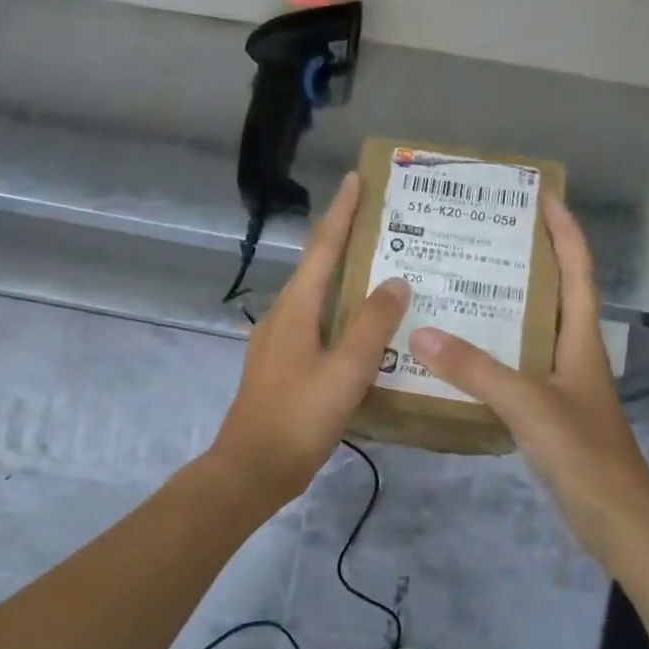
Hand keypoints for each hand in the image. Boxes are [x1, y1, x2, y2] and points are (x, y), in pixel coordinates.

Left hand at [210, 173, 410, 507]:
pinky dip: (340, 319)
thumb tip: (395, 280)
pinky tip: (364, 334)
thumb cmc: (299, 416)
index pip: (321, 248)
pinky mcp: (281, 368)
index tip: (357, 180)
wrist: (253, 469)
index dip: (341, 213)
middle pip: (317, 269)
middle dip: (347, 245)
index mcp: (295, 309)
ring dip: (346, 284)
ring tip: (383, 277)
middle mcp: (282, 317)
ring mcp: (277, 344)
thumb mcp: (346, 370)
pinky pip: (316, 329)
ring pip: (317, 301)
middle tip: (387, 230)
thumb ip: (372, 324)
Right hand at [408, 195, 648, 564]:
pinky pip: (517, 368)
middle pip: (555, 294)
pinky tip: (461, 357)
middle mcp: (574, 354)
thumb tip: (422, 333)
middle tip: (483, 238)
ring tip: (462, 287)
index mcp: (581, 340)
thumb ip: (476, 369)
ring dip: (506, 307)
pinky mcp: (550, 413)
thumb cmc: (582, 452)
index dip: (564, 231)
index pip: (577, 271)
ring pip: (532, 332)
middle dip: (528, 261)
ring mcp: (563, 384)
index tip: (542, 196)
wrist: (615, 518)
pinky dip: (493, 354)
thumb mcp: (528, 404)